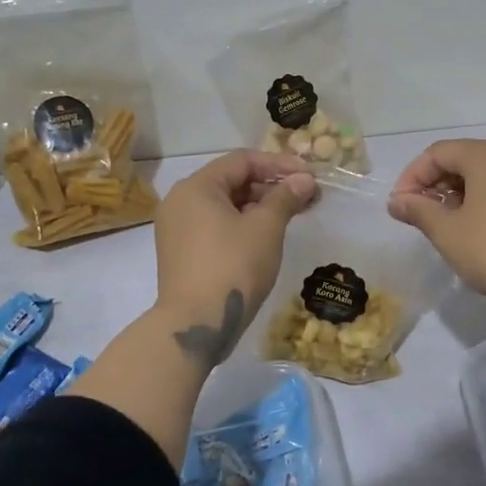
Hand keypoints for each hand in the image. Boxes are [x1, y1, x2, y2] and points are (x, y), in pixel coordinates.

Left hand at [154, 151, 317, 365]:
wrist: (196, 324)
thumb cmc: (233, 267)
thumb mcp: (266, 228)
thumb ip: (285, 198)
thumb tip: (304, 180)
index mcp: (196, 186)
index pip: (242, 161)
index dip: (279, 165)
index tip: (309, 177)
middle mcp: (180, 201)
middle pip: (231, 181)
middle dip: (270, 187)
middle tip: (305, 198)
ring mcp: (176, 229)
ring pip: (223, 206)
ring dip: (258, 207)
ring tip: (291, 216)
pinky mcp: (181, 253)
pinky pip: (214, 226)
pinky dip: (241, 225)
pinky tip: (266, 237)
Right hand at [387, 139, 485, 322]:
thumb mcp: (447, 232)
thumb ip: (418, 210)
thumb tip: (396, 201)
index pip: (437, 153)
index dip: (411, 177)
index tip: (399, 207)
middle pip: (462, 158)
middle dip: (434, 184)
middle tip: (418, 216)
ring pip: (484, 172)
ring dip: (457, 192)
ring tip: (444, 224)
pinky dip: (482, 198)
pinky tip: (475, 227)